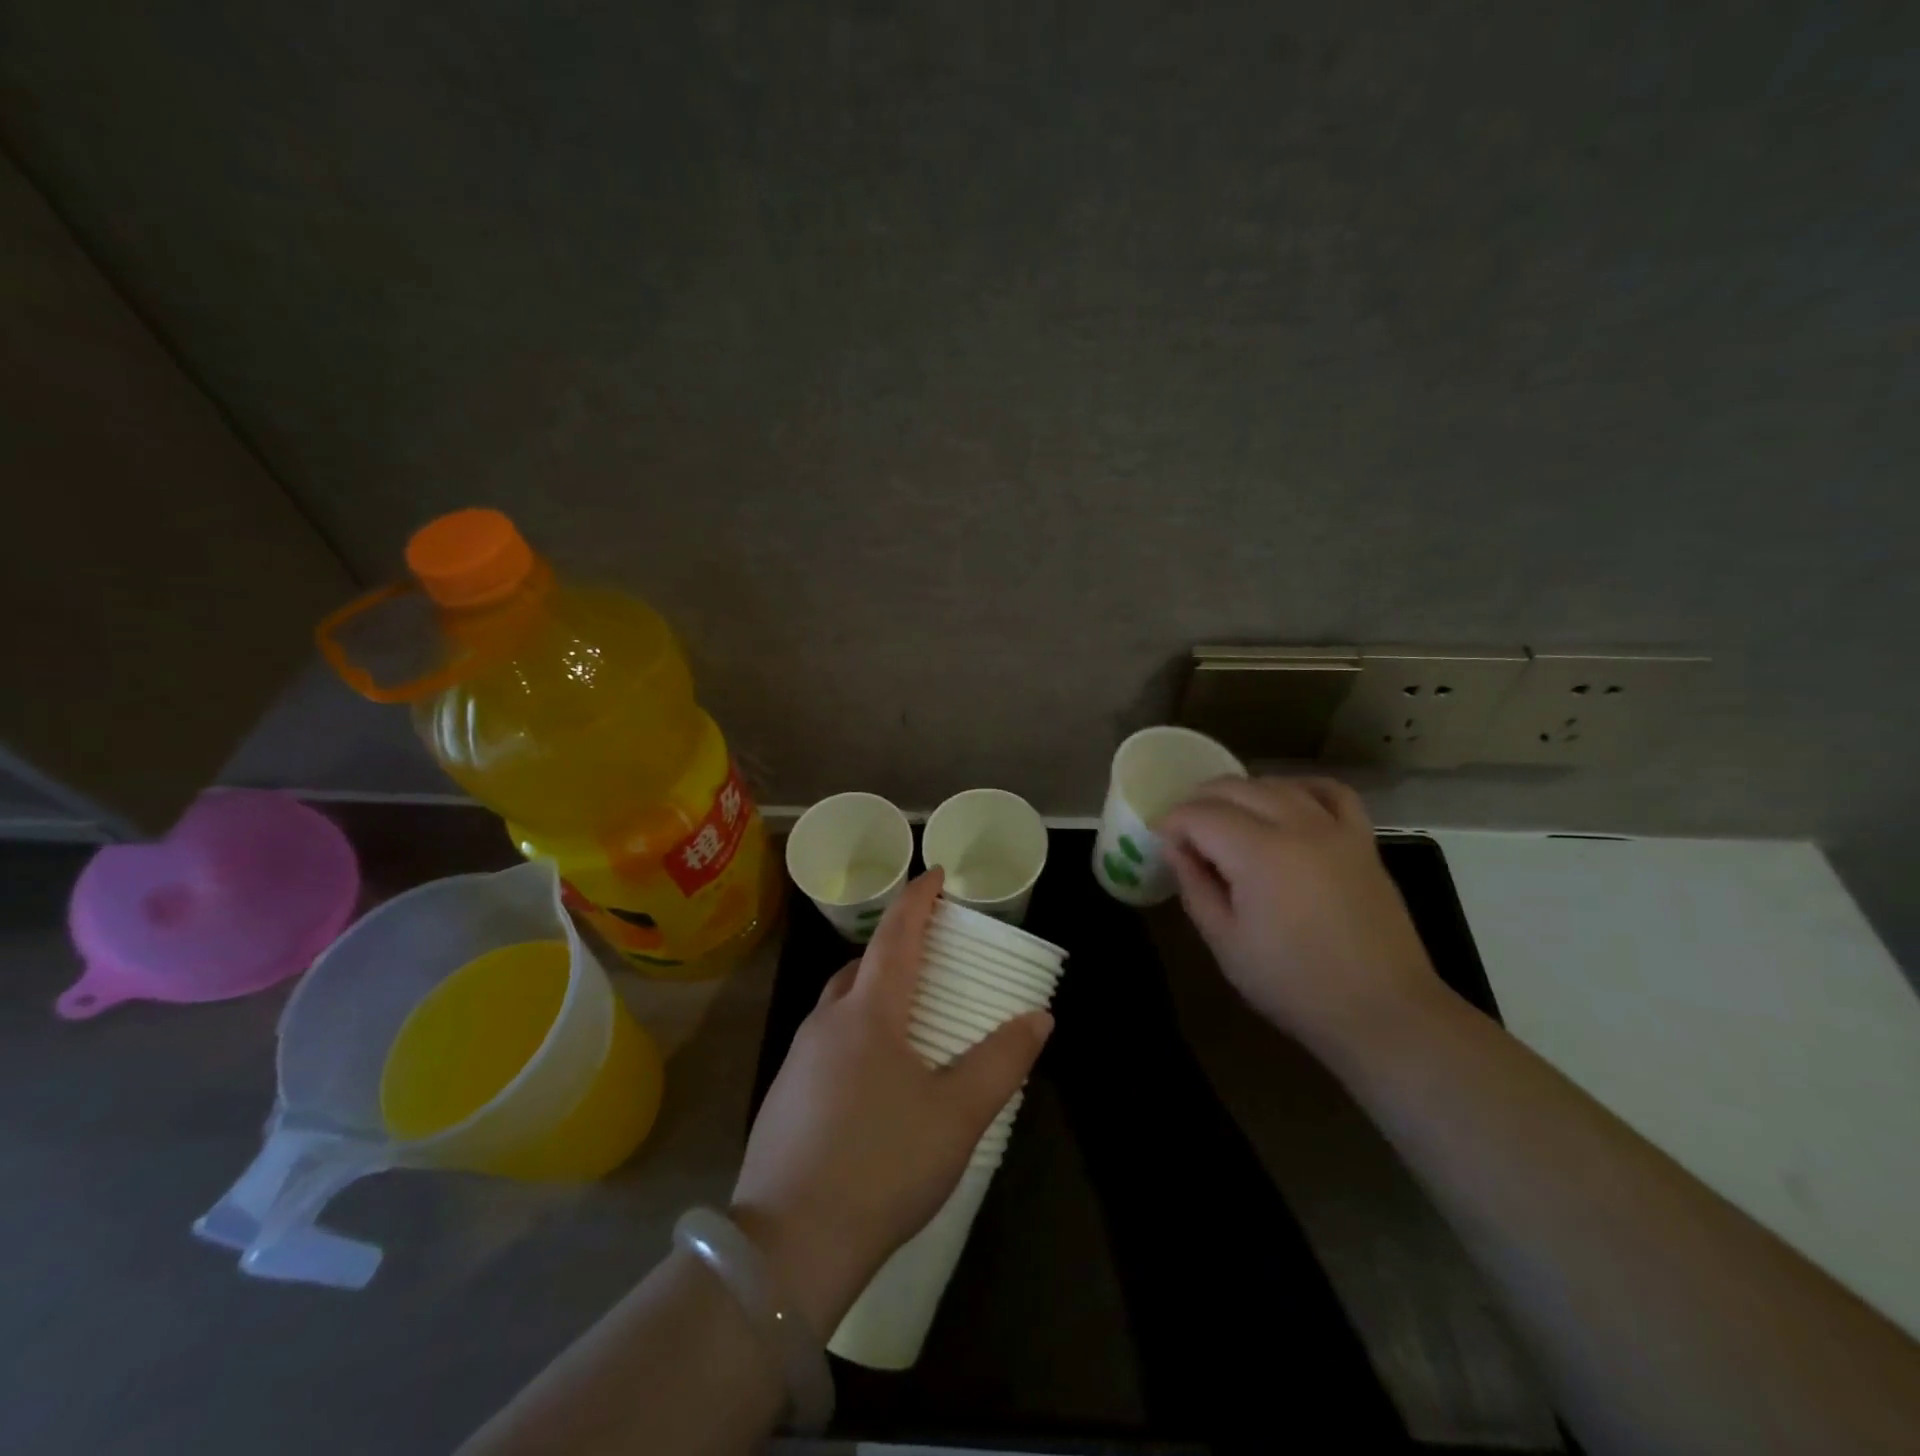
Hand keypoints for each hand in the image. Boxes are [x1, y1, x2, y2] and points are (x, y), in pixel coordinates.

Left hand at [729, 868, 1051, 1335]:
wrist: (788, 1248)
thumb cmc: (883, 1166)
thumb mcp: (957, 1116)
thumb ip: (1001, 1061)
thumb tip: (1039, 1017)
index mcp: (868, 1012)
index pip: (897, 934)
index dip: (918, 899)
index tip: (937, 875)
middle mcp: (827, 1022)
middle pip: (863, 964)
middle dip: (897, 946)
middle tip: (932, 952)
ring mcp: (799, 1058)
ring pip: (841, 1002)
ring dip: (874, 990)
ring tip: (909, 1012)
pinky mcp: (785, 1095)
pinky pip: (827, 1039)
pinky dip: (856, 1029)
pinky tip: (875, 1073)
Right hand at [1159, 776, 1446, 1054]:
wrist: (1382, 1012)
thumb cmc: (1292, 985)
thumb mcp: (1225, 942)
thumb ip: (1195, 886)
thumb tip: (1174, 848)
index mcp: (1258, 853)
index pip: (1200, 814)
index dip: (1172, 822)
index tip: (1159, 841)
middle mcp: (1297, 826)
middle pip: (1235, 788)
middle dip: (1199, 802)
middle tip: (1184, 832)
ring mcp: (1335, 829)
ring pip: (1277, 784)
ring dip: (1242, 793)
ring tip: (1226, 820)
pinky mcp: (1362, 841)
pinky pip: (1330, 792)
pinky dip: (1300, 788)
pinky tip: (1285, 803)